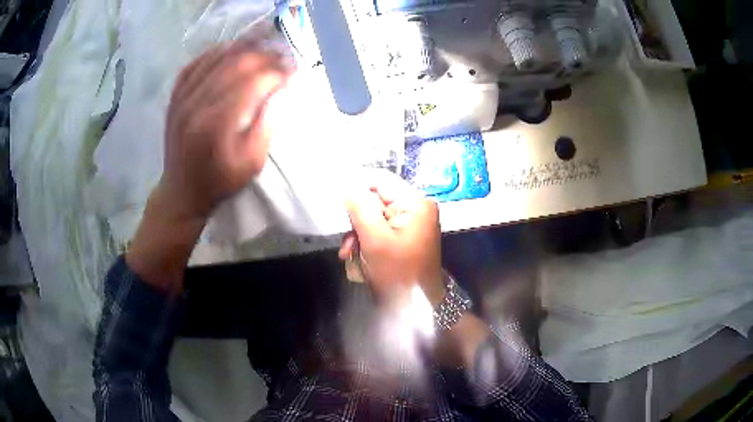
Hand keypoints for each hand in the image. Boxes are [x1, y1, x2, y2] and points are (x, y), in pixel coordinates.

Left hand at [160, 40, 290, 220]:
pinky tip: (230, 51)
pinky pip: (195, 63)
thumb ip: (268, 125)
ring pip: (217, 57)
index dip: (279, 73)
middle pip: (237, 63)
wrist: (181, 192)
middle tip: (283, 59)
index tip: (294, 73)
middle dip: (266, 57)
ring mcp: (182, 97)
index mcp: (217, 123)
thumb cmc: (219, 181)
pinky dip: (215, 53)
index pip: (255, 82)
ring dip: (244, 48)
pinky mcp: (175, 96)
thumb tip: (282, 90)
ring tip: (263, 50)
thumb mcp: (251, 163)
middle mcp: (197, 103)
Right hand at [339, 173, 445, 306]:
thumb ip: (359, 207)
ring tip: (350, 255)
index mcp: (415, 203)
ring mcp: (411, 223)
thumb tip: (346, 184)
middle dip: (357, 222)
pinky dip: (366, 243)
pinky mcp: (404, 236)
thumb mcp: (375, 239)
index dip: (356, 186)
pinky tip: (358, 259)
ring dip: (358, 236)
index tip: (336, 200)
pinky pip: (379, 231)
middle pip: (375, 200)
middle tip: (348, 245)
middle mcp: (415, 208)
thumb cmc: (397, 273)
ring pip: (373, 217)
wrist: (416, 307)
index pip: (380, 180)